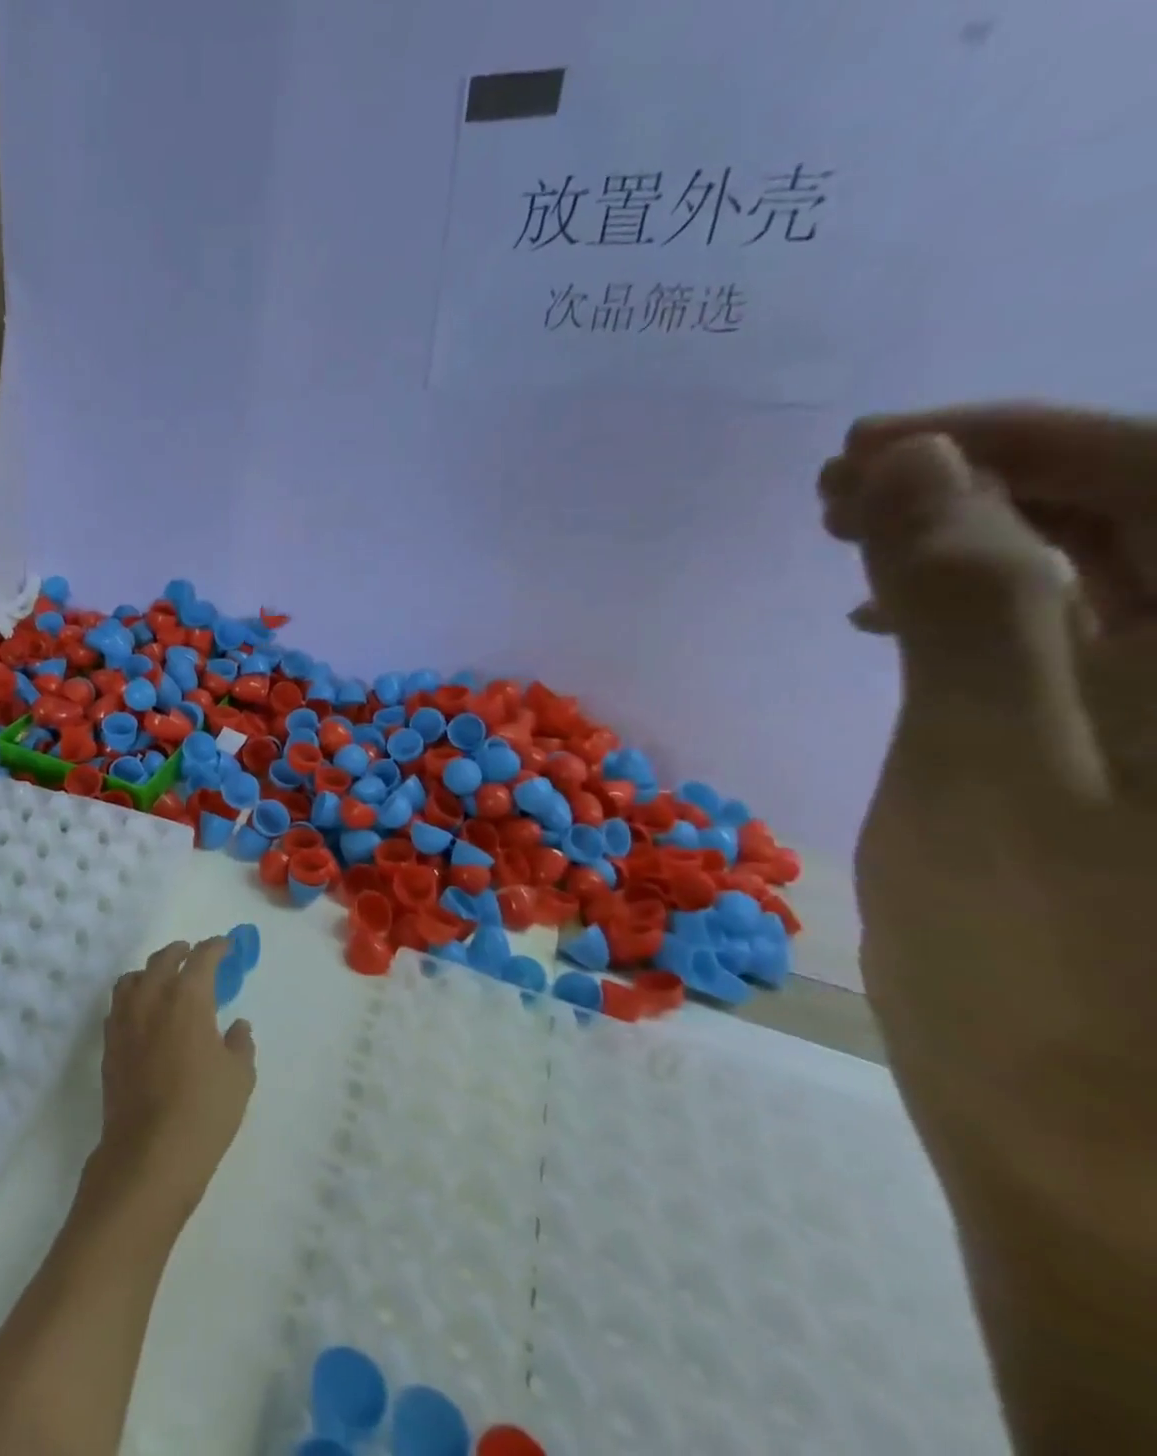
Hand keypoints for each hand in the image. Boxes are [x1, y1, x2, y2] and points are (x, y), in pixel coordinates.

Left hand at [87, 938, 256, 1223]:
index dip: (216, 947)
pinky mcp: (109, 1044)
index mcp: (187, 997)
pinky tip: (144, 1013)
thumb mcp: (239, 1077)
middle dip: (180, 952)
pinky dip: (133, 997)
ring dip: (151, 971)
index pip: (202, 957)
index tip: (226, 946)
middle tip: (193, 954)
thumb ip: (240, 1044)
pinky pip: (119, 1005)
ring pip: (134, 978)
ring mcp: (125, 1019)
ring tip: (163, 979)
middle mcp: (152, 997)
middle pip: (163, 959)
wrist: (148, 1154)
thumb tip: (237, 1026)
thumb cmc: (203, 1110)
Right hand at [818, 406, 1156, 1238]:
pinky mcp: (1141, 765)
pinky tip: (898, 623)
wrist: (1107, 1145)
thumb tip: (909, 467)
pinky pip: (1075, 640)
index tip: (859, 449)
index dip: (1007, 440)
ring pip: (1105, 573)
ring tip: (851, 545)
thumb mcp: (987, 764)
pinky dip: (981, 612)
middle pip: (1140, 513)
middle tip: (837, 492)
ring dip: (972, 542)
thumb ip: (970, 601)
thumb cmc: (1049, 963)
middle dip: (979, 483)